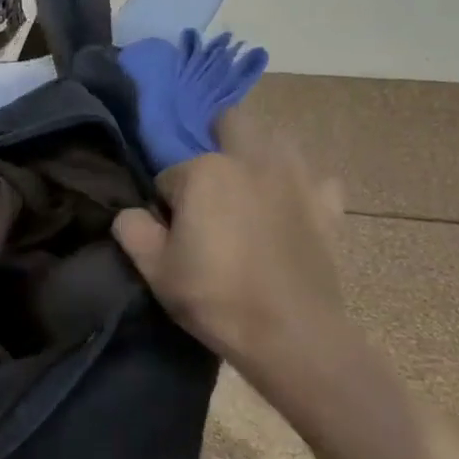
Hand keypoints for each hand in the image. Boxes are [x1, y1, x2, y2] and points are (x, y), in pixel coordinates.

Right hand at [115, 103, 424, 458]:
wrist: (292, 336)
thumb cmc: (215, 298)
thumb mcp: (154, 270)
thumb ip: (131, 230)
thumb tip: (131, 213)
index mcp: (204, 172)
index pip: (170, 174)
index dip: (166, 202)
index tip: (172, 233)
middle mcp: (251, 161)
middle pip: (231, 123)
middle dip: (216, 139)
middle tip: (209, 184)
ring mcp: (296, 180)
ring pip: (278, 140)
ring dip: (261, 154)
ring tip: (250, 188)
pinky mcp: (327, 206)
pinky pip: (318, 180)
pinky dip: (305, 189)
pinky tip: (294, 209)